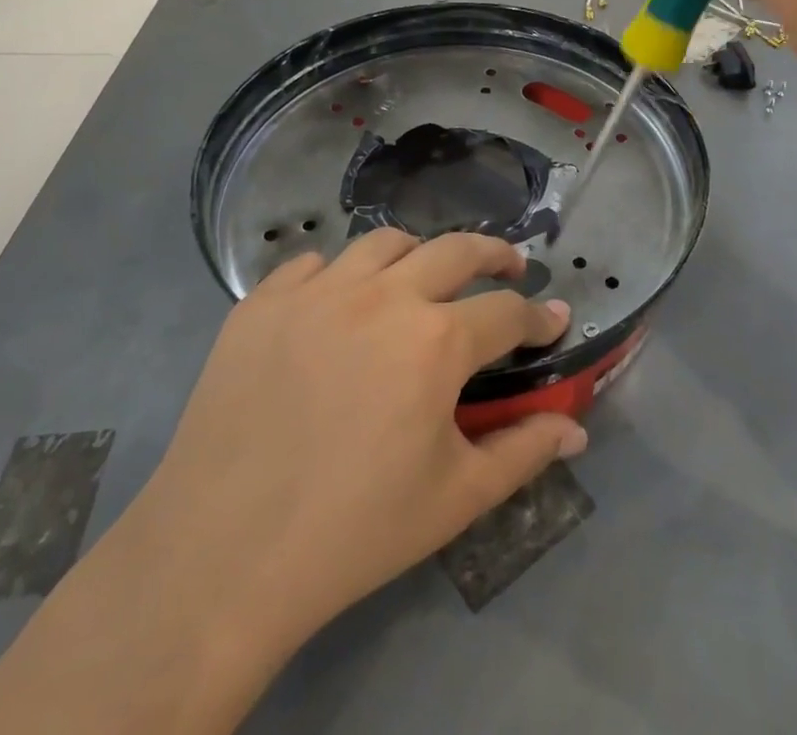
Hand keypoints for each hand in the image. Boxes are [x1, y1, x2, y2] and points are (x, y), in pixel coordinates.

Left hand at [141, 230, 582, 648]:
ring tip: (422, 279)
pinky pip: (313, 264)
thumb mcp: (455, 498)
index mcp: (435, 340)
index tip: (553, 317)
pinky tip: (338, 305)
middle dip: (494, 254)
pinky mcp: (263, 301)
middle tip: (510, 266)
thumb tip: (575, 430)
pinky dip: (338, 274)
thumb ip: (523, 452)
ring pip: (384, 242)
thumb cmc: (355, 530)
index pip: (507, 312)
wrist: (221, 554)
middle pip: (455, 249)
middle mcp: (383, 294)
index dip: (538, 316)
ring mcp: (318, 289)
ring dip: (417, 255)